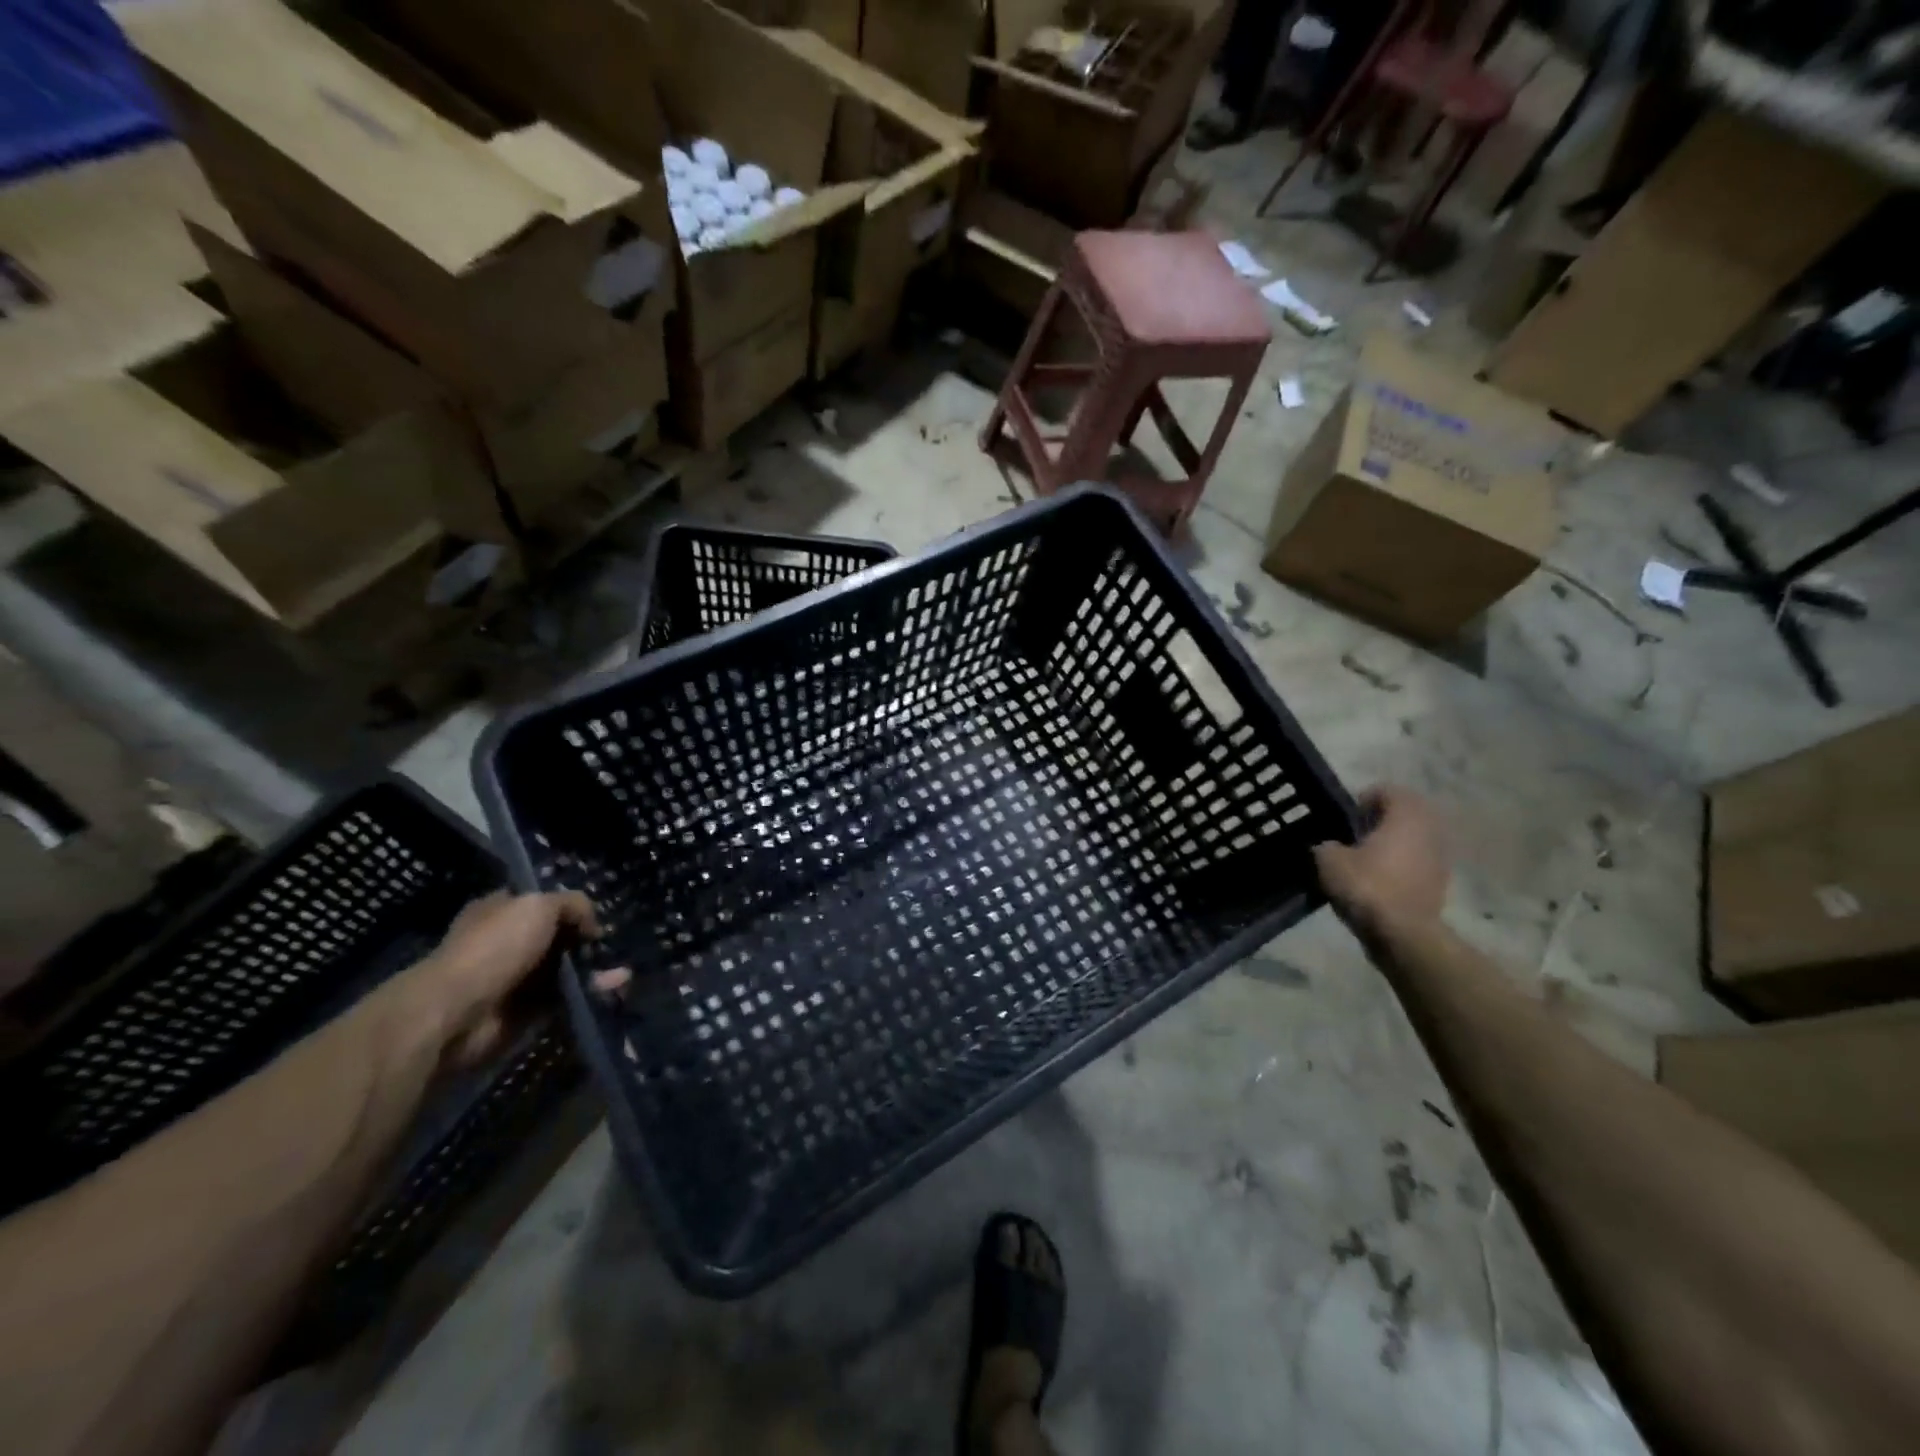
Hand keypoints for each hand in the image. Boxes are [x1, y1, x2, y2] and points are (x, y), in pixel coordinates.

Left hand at [408, 891, 601, 1067]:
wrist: (458, 1013)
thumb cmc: (494, 947)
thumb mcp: (539, 905)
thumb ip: (573, 904)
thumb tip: (592, 926)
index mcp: (501, 910)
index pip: (541, 902)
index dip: (570, 907)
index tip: (594, 917)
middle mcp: (508, 942)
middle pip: (559, 938)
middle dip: (588, 943)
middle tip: (613, 948)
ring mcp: (517, 978)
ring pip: (567, 970)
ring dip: (596, 971)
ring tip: (623, 976)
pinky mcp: (526, 1011)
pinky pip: (566, 998)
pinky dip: (591, 994)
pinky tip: (614, 989)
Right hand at [1313, 787, 1448, 938]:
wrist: (1402, 934)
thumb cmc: (1367, 886)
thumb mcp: (1329, 860)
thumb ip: (1326, 845)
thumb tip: (1329, 846)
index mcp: (1406, 816)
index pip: (1389, 790)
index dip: (1365, 798)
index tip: (1347, 817)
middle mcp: (1430, 831)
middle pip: (1406, 814)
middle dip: (1382, 821)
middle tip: (1355, 835)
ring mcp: (1440, 859)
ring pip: (1414, 840)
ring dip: (1393, 844)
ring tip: (1365, 860)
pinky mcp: (1440, 884)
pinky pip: (1418, 864)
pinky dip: (1401, 866)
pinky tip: (1378, 882)